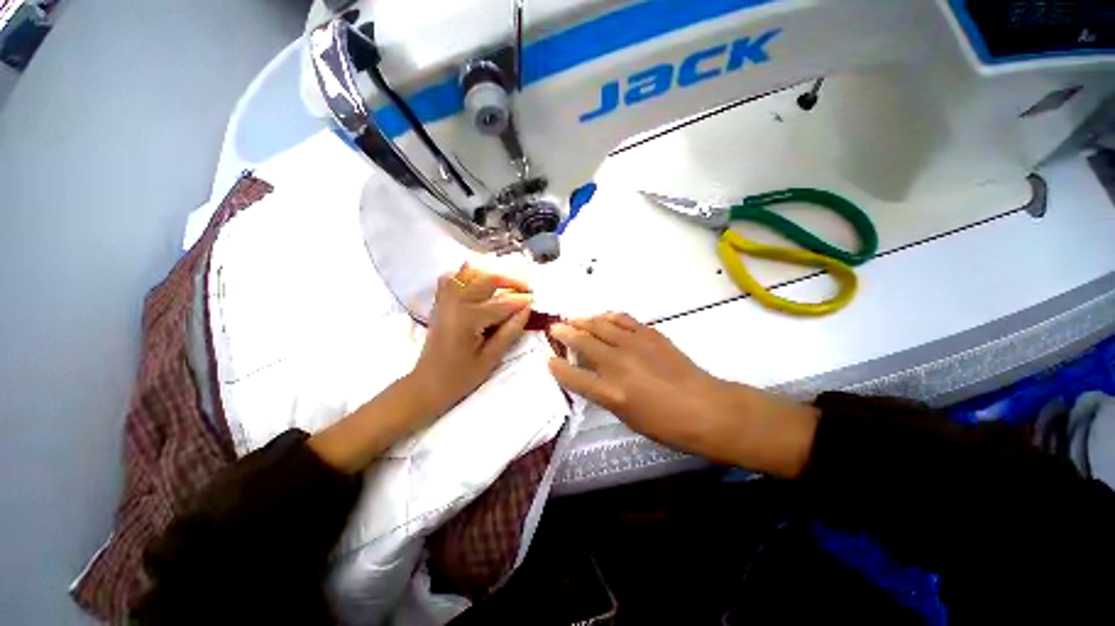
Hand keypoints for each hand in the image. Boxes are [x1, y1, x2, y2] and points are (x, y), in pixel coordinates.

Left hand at [408, 265, 532, 417]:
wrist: (428, 384)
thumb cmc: (461, 376)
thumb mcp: (491, 358)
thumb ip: (510, 331)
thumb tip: (527, 309)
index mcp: (468, 318)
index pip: (503, 303)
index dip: (522, 300)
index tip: (537, 300)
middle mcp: (455, 302)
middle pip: (487, 279)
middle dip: (511, 281)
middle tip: (527, 289)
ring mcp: (445, 300)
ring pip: (470, 272)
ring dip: (492, 274)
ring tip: (508, 284)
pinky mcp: (440, 302)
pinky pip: (453, 278)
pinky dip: (468, 275)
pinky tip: (480, 281)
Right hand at [548, 313, 817, 476]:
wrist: (707, 409)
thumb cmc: (666, 425)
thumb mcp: (628, 417)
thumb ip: (606, 393)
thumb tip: (593, 376)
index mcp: (610, 393)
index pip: (573, 376)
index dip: (557, 367)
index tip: (549, 359)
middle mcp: (617, 364)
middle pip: (582, 342)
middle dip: (564, 333)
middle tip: (554, 328)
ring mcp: (634, 345)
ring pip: (600, 325)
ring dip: (583, 321)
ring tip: (574, 319)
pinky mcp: (650, 334)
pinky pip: (623, 319)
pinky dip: (608, 316)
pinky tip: (602, 317)